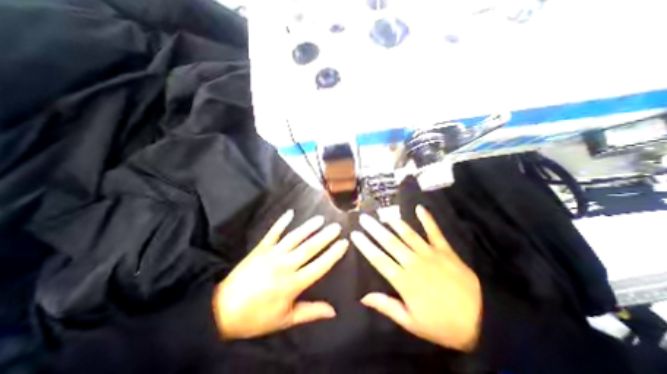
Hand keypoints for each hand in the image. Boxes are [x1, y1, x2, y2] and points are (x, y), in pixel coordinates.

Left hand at [214, 208, 349, 339]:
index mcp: (292, 284)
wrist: (222, 311)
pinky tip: (290, 213)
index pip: (319, 266)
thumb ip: (311, 312)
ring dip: (308, 227)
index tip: (344, 243)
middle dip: (325, 236)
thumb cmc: (256, 317)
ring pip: (294, 238)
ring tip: (320, 219)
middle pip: (309, 248)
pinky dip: (281, 222)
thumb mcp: (286, 320)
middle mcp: (284, 266)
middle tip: (336, 226)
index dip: (333, 254)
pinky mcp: (260, 248)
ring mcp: (271, 254)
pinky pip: (272, 233)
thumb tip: (333, 310)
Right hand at [351, 206, 482, 351]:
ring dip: (394, 222)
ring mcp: (430, 253)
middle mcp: (414, 262)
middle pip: (390, 242)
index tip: (355, 234)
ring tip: (384, 213)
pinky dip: (427, 219)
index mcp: (404, 280)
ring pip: (408, 234)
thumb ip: (387, 306)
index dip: (365, 245)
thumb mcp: (412, 323)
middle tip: (364, 218)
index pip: (379, 259)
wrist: (483, 321)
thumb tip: (364, 297)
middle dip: (374, 229)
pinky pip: (434, 231)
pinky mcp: (445, 250)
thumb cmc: (442, 324)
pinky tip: (419, 208)